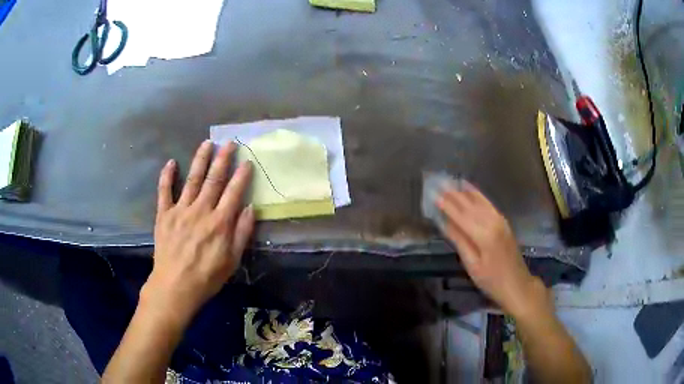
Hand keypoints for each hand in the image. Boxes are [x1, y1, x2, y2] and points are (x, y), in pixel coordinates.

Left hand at [142, 140, 253, 325]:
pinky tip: (172, 162)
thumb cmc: (207, 277)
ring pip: (192, 179)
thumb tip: (250, 208)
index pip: (234, 192)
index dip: (241, 176)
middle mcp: (201, 210)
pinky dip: (167, 176)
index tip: (247, 161)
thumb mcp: (232, 260)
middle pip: (214, 180)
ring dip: (200, 160)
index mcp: (220, 222)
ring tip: (207, 143)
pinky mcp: (164, 215)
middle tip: (229, 142)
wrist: (175, 287)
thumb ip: (242, 233)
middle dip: (223, 159)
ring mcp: (180, 210)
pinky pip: (164, 191)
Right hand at [436, 180, 548, 317]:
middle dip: (454, 195)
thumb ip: (460, 241)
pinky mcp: (503, 221)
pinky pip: (488, 203)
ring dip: (464, 192)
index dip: (447, 205)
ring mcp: (500, 220)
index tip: (434, 195)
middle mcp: (493, 222)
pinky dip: (478, 194)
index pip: (461, 216)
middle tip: (438, 184)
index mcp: (484, 235)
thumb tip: (445, 223)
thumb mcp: (472, 265)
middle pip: (470, 205)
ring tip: (450, 183)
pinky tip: (470, 189)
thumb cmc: (492, 280)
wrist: (517, 284)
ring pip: (480, 201)